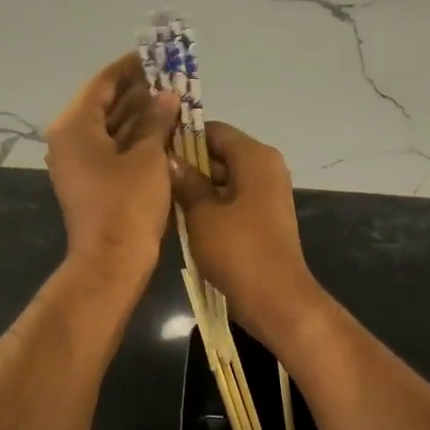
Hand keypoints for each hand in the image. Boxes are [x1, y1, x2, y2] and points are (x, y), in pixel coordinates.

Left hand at [46, 55, 178, 277]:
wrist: (112, 260)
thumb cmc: (128, 204)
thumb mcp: (148, 157)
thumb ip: (157, 120)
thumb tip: (167, 95)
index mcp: (75, 125)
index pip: (103, 83)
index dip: (131, 67)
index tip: (156, 56)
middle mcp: (69, 138)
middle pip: (104, 103)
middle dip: (138, 90)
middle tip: (171, 78)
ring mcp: (78, 161)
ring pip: (109, 126)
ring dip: (138, 113)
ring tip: (172, 98)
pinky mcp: (90, 179)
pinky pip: (112, 147)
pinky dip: (134, 136)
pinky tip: (162, 128)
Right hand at [169, 122, 327, 346]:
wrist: (275, 298)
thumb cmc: (237, 250)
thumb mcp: (202, 213)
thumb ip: (186, 181)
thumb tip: (170, 159)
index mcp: (255, 157)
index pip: (214, 130)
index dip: (183, 137)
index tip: (154, 149)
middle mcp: (266, 167)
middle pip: (220, 153)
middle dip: (188, 164)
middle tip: (153, 177)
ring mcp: (268, 193)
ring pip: (225, 178)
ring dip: (197, 187)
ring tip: (163, 198)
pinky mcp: (264, 217)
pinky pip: (233, 199)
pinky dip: (211, 204)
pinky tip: (184, 218)